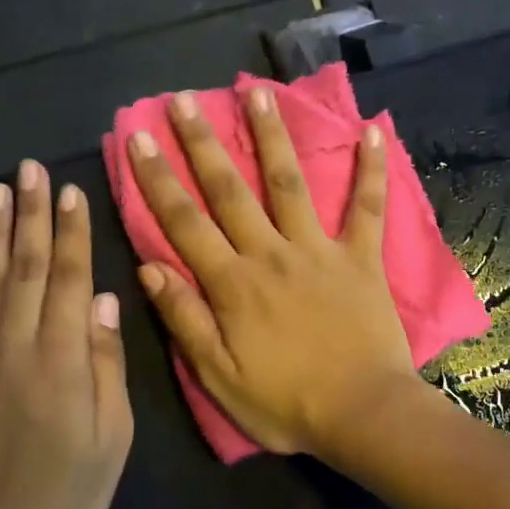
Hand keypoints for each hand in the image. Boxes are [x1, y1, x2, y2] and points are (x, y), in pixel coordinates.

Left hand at [0, 161, 132, 508]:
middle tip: (30, 169)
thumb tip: (107, 302)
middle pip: (28, 267)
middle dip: (31, 214)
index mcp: (64, 359)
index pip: (71, 279)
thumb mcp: (114, 435)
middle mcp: (16, 345)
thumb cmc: (70, 489)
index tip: (71, 192)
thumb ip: (108, 365)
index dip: (72, 233)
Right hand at [128, 86, 416, 457]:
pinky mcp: (361, 259)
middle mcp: (271, 254)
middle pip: (230, 190)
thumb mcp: (219, 376)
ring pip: (290, 184)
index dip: (157, 179)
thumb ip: (184, 320)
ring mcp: (319, 251)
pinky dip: (371, 171)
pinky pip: (367, 208)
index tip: (138, 137)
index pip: (184, 222)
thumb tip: (149, 267)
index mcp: (232, 284)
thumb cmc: (286, 404)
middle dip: (202, 143)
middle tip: (183, 99)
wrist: (362, 415)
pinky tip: (372, 132)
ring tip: (258, 93)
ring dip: (272, 137)